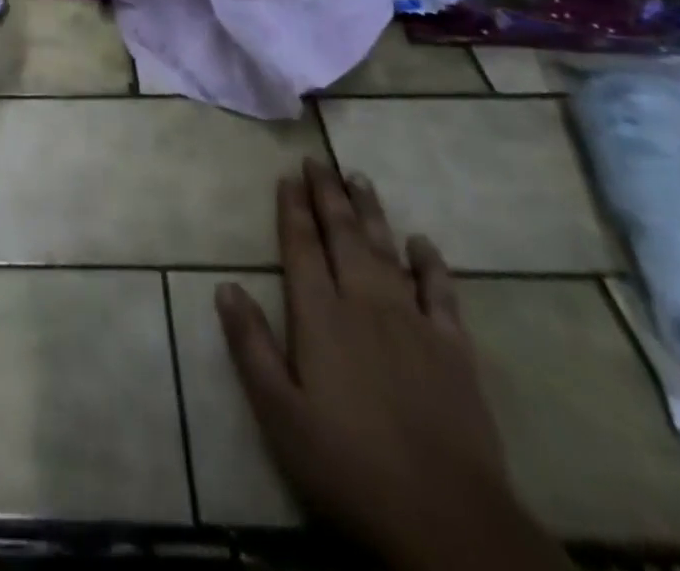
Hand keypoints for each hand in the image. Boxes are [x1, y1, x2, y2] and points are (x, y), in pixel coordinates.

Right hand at [217, 163, 564, 570]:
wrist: (447, 520)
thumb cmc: (348, 466)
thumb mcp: (280, 413)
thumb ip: (251, 346)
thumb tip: (225, 286)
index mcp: (320, 316)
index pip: (301, 246)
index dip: (292, 209)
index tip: (287, 176)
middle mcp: (364, 303)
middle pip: (342, 235)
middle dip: (327, 194)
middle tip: (318, 159)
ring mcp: (413, 322)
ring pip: (386, 250)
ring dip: (370, 212)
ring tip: (358, 178)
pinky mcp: (454, 349)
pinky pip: (441, 292)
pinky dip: (431, 263)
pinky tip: (423, 242)